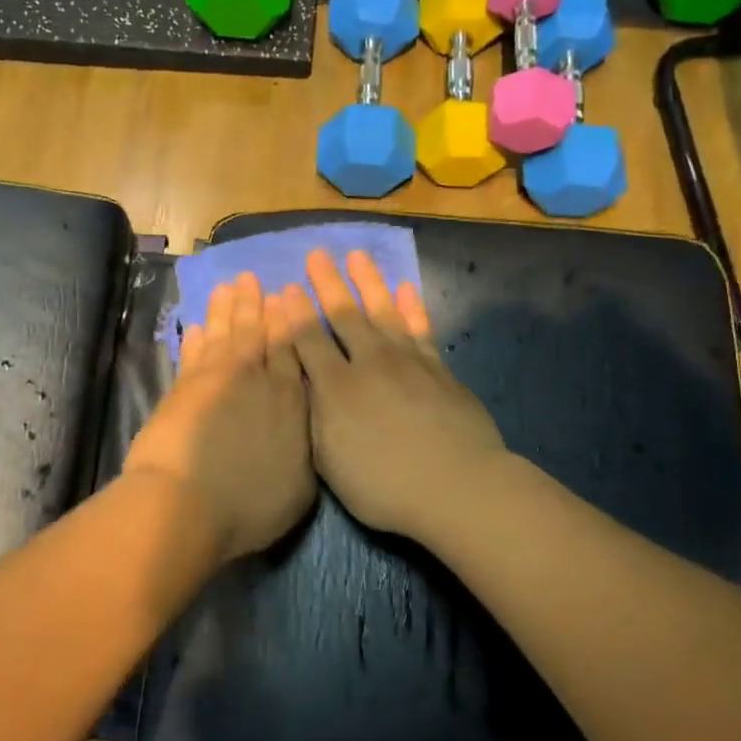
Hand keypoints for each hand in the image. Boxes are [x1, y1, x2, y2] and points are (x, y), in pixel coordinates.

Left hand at [124, 271, 315, 560]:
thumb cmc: (250, 505)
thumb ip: (305, 449)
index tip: (286, 296)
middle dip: (255, 304)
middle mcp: (256, 380)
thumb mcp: (299, 488)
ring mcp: (216, 381)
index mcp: (290, 400)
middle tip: (252, 277)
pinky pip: (193, 354)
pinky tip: (197, 326)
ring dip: (226, 309)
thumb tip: (307, 428)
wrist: (186, 504)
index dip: (288, 321)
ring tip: (229, 286)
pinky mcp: (183, 389)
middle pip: (256, 333)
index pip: (292, 349)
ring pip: (224, 334)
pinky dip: (196, 338)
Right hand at [274, 250, 508, 541]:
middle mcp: (369, 363)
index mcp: (336, 388)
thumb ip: (314, 416)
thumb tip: (301, 382)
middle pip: (344, 315)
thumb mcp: (330, 461)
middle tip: (317, 254)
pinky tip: (406, 289)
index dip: (293, 314)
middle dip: (328, 284)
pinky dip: (412, 307)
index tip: (285, 289)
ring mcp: (407, 361)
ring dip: (369, 282)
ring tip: (357, 257)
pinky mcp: (438, 369)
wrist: (456, 486)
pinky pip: (421, 329)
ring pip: (383, 311)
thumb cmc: (384, 485)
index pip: (307, 341)